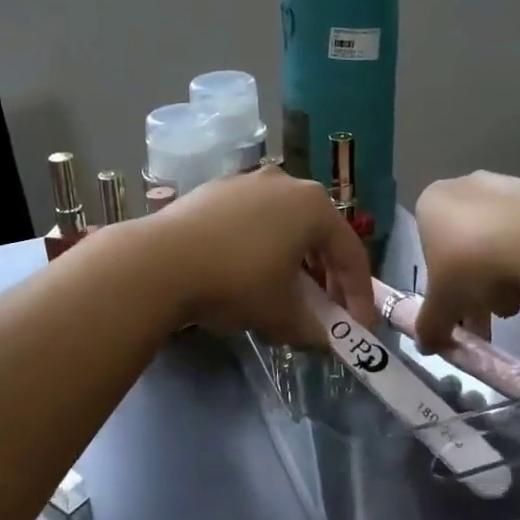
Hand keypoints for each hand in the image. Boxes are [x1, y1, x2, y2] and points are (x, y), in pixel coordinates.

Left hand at [147, 164, 375, 346]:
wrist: (160, 261)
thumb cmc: (236, 281)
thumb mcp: (283, 313)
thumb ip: (314, 327)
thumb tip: (323, 338)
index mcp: (314, 205)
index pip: (351, 254)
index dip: (359, 296)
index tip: (358, 328)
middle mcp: (285, 182)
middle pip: (319, 235)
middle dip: (326, 277)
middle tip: (326, 311)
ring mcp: (247, 181)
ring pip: (284, 225)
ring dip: (293, 261)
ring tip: (287, 294)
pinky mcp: (215, 190)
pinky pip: (252, 221)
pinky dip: (262, 247)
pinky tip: (248, 273)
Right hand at [412, 172, 519, 351]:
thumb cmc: (471, 266)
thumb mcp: (443, 306)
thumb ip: (431, 325)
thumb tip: (425, 346)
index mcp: (430, 204)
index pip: (429, 249)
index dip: (444, 286)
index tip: (461, 310)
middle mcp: (462, 186)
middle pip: (465, 244)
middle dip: (476, 283)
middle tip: (492, 313)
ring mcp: (504, 184)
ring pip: (496, 238)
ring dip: (503, 272)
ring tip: (518, 302)